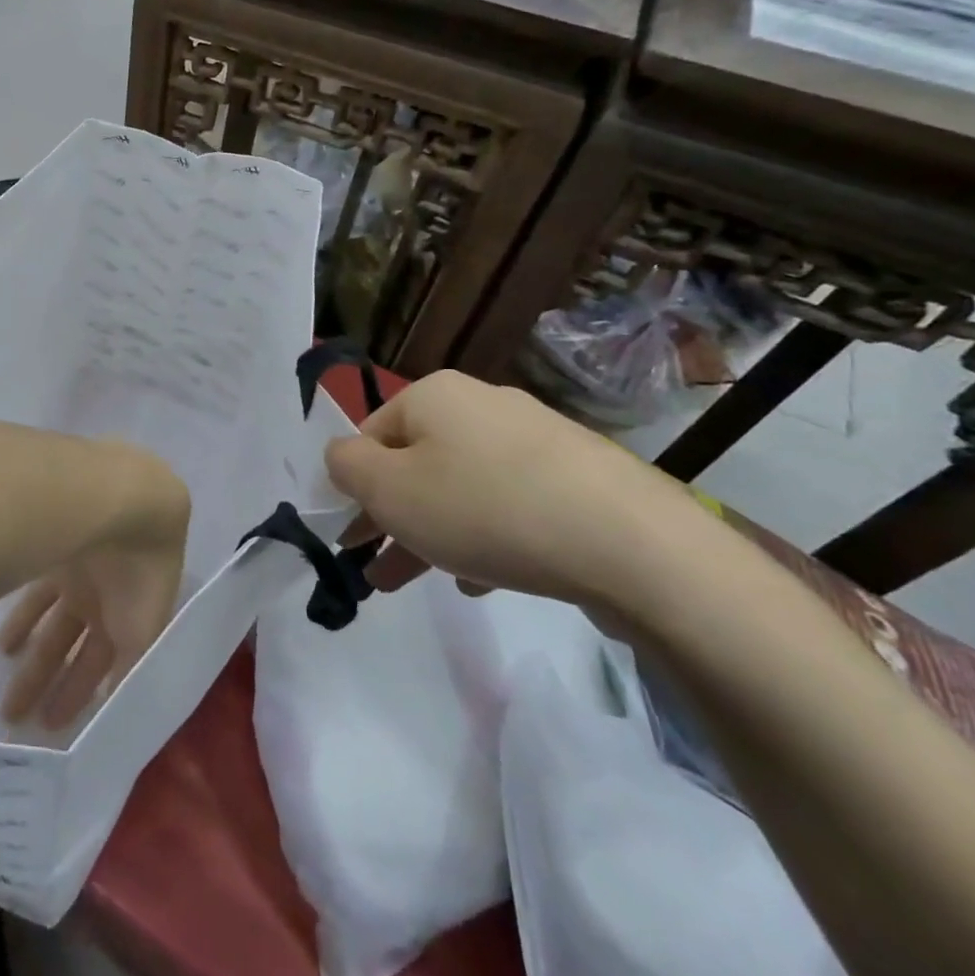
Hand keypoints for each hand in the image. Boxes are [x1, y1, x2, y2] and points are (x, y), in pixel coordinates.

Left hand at [0, 449, 188, 728]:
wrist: (123, 501)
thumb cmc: (138, 573)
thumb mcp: (142, 633)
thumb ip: (127, 672)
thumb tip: (112, 712)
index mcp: (134, 618)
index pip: (105, 665)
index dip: (81, 695)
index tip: (54, 727)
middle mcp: (107, 597)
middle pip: (74, 647)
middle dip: (49, 682)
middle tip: (16, 718)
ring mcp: (80, 573)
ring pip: (53, 624)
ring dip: (33, 657)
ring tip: (7, 686)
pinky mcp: (55, 551)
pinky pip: (37, 594)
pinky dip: (23, 619)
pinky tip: (5, 643)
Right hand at [324, 370, 701, 608]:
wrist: (631, 544)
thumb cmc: (484, 509)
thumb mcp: (388, 490)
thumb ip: (345, 466)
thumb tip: (343, 456)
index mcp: (434, 395)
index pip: (370, 437)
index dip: (354, 489)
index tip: (353, 540)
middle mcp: (483, 403)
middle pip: (418, 462)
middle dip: (394, 518)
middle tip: (379, 570)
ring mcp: (537, 437)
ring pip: (464, 486)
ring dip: (437, 532)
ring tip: (432, 580)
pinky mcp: (580, 475)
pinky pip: (512, 502)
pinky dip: (489, 535)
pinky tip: (488, 578)